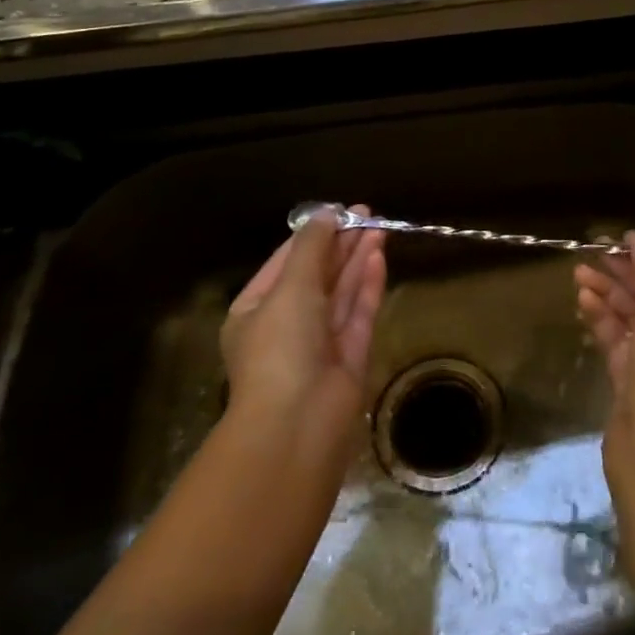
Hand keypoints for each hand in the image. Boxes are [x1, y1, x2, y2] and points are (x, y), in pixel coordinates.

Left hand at [220, 205, 386, 447]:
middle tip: (366, 214)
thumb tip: (326, 213)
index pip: (285, 262)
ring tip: (378, 226)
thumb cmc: (280, 348)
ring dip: (357, 259)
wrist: (298, 423)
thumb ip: (311, 248)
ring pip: (341, 292)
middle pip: (317, 275)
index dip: (312, 235)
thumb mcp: (290, 288)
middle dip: (339, 244)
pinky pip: (359, 312)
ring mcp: (320, 342)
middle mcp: (287, 325)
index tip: (338, 211)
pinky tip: (378, 257)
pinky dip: (368, 285)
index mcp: (256, 311)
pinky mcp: (350, 356)